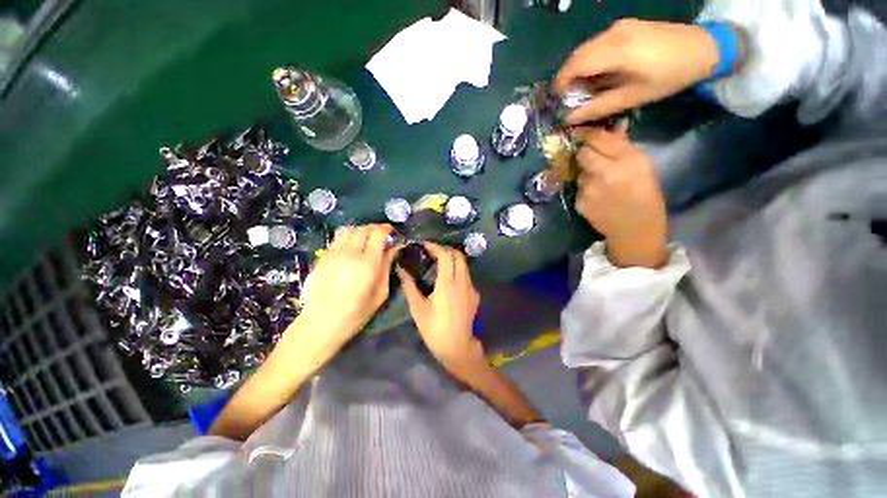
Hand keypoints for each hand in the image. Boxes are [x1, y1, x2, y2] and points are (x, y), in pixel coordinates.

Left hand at [295, 224, 397, 349]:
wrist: (321, 323)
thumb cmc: (356, 313)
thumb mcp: (381, 293)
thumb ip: (387, 267)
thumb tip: (393, 248)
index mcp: (367, 264)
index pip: (378, 233)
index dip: (387, 229)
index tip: (393, 233)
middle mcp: (349, 253)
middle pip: (364, 228)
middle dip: (376, 229)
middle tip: (382, 238)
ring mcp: (333, 253)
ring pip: (349, 230)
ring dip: (361, 231)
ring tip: (367, 241)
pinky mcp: (322, 257)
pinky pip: (338, 239)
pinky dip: (348, 238)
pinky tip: (352, 250)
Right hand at [396, 243, 483, 372]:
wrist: (458, 348)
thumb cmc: (434, 329)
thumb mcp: (418, 309)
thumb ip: (409, 286)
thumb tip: (400, 270)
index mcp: (447, 283)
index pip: (445, 255)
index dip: (435, 247)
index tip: (424, 245)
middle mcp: (462, 281)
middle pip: (458, 255)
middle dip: (445, 249)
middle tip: (431, 252)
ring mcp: (471, 288)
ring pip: (464, 265)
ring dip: (452, 259)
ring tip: (438, 263)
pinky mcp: (475, 295)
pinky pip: (466, 276)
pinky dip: (457, 270)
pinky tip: (448, 279)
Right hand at [556, 19, 724, 122]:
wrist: (704, 48)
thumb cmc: (669, 76)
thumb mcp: (632, 97)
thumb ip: (598, 107)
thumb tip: (571, 118)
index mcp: (615, 50)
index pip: (575, 64)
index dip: (561, 83)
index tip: (557, 101)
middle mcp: (613, 33)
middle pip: (577, 55)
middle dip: (568, 78)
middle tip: (570, 98)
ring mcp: (620, 26)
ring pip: (586, 49)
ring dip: (579, 69)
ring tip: (584, 89)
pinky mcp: (626, 26)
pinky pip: (598, 44)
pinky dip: (591, 60)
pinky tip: (599, 74)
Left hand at [575, 126, 667, 268]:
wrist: (635, 229)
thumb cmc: (646, 196)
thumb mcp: (643, 167)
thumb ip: (624, 146)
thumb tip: (614, 126)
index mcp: (628, 160)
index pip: (598, 138)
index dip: (587, 133)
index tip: (581, 130)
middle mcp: (605, 172)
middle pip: (582, 152)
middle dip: (585, 151)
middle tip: (593, 157)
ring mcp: (589, 188)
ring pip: (579, 170)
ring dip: (586, 172)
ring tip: (600, 182)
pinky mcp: (579, 202)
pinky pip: (578, 187)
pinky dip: (585, 188)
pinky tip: (596, 196)